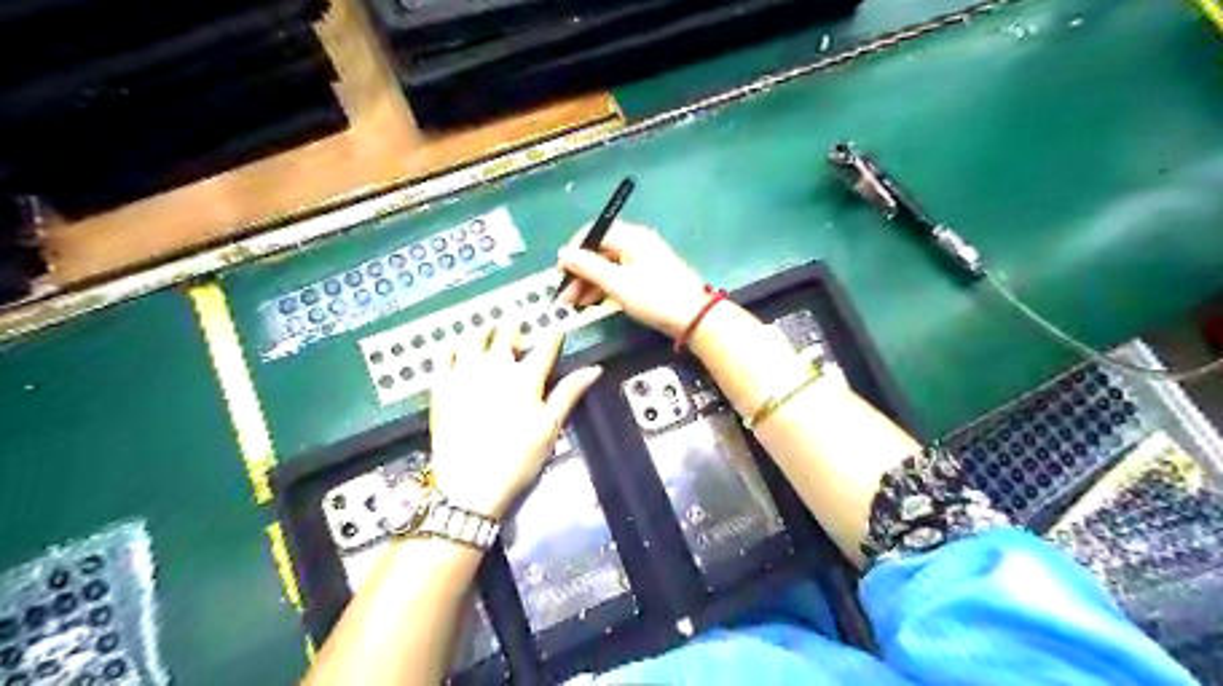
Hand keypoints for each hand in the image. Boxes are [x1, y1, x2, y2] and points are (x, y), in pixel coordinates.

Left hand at [426, 324, 604, 516]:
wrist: (470, 485)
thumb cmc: (518, 458)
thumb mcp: (550, 427)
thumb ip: (569, 393)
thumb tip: (594, 368)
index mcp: (525, 377)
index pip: (544, 348)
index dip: (553, 337)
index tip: (556, 330)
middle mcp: (495, 367)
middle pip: (505, 336)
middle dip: (513, 327)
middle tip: (516, 324)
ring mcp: (465, 375)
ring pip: (472, 339)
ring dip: (482, 330)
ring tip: (486, 328)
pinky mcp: (442, 387)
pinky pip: (444, 357)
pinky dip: (451, 347)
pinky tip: (455, 348)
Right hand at [559, 221, 706, 338]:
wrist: (695, 318)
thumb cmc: (654, 297)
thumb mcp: (617, 283)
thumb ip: (588, 267)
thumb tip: (563, 253)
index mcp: (630, 237)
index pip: (594, 233)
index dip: (574, 250)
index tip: (560, 272)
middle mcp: (637, 243)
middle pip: (600, 251)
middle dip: (580, 272)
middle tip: (565, 296)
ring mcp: (644, 260)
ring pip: (609, 266)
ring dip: (590, 283)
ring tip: (576, 305)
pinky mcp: (649, 276)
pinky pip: (620, 276)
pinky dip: (605, 287)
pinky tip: (594, 303)